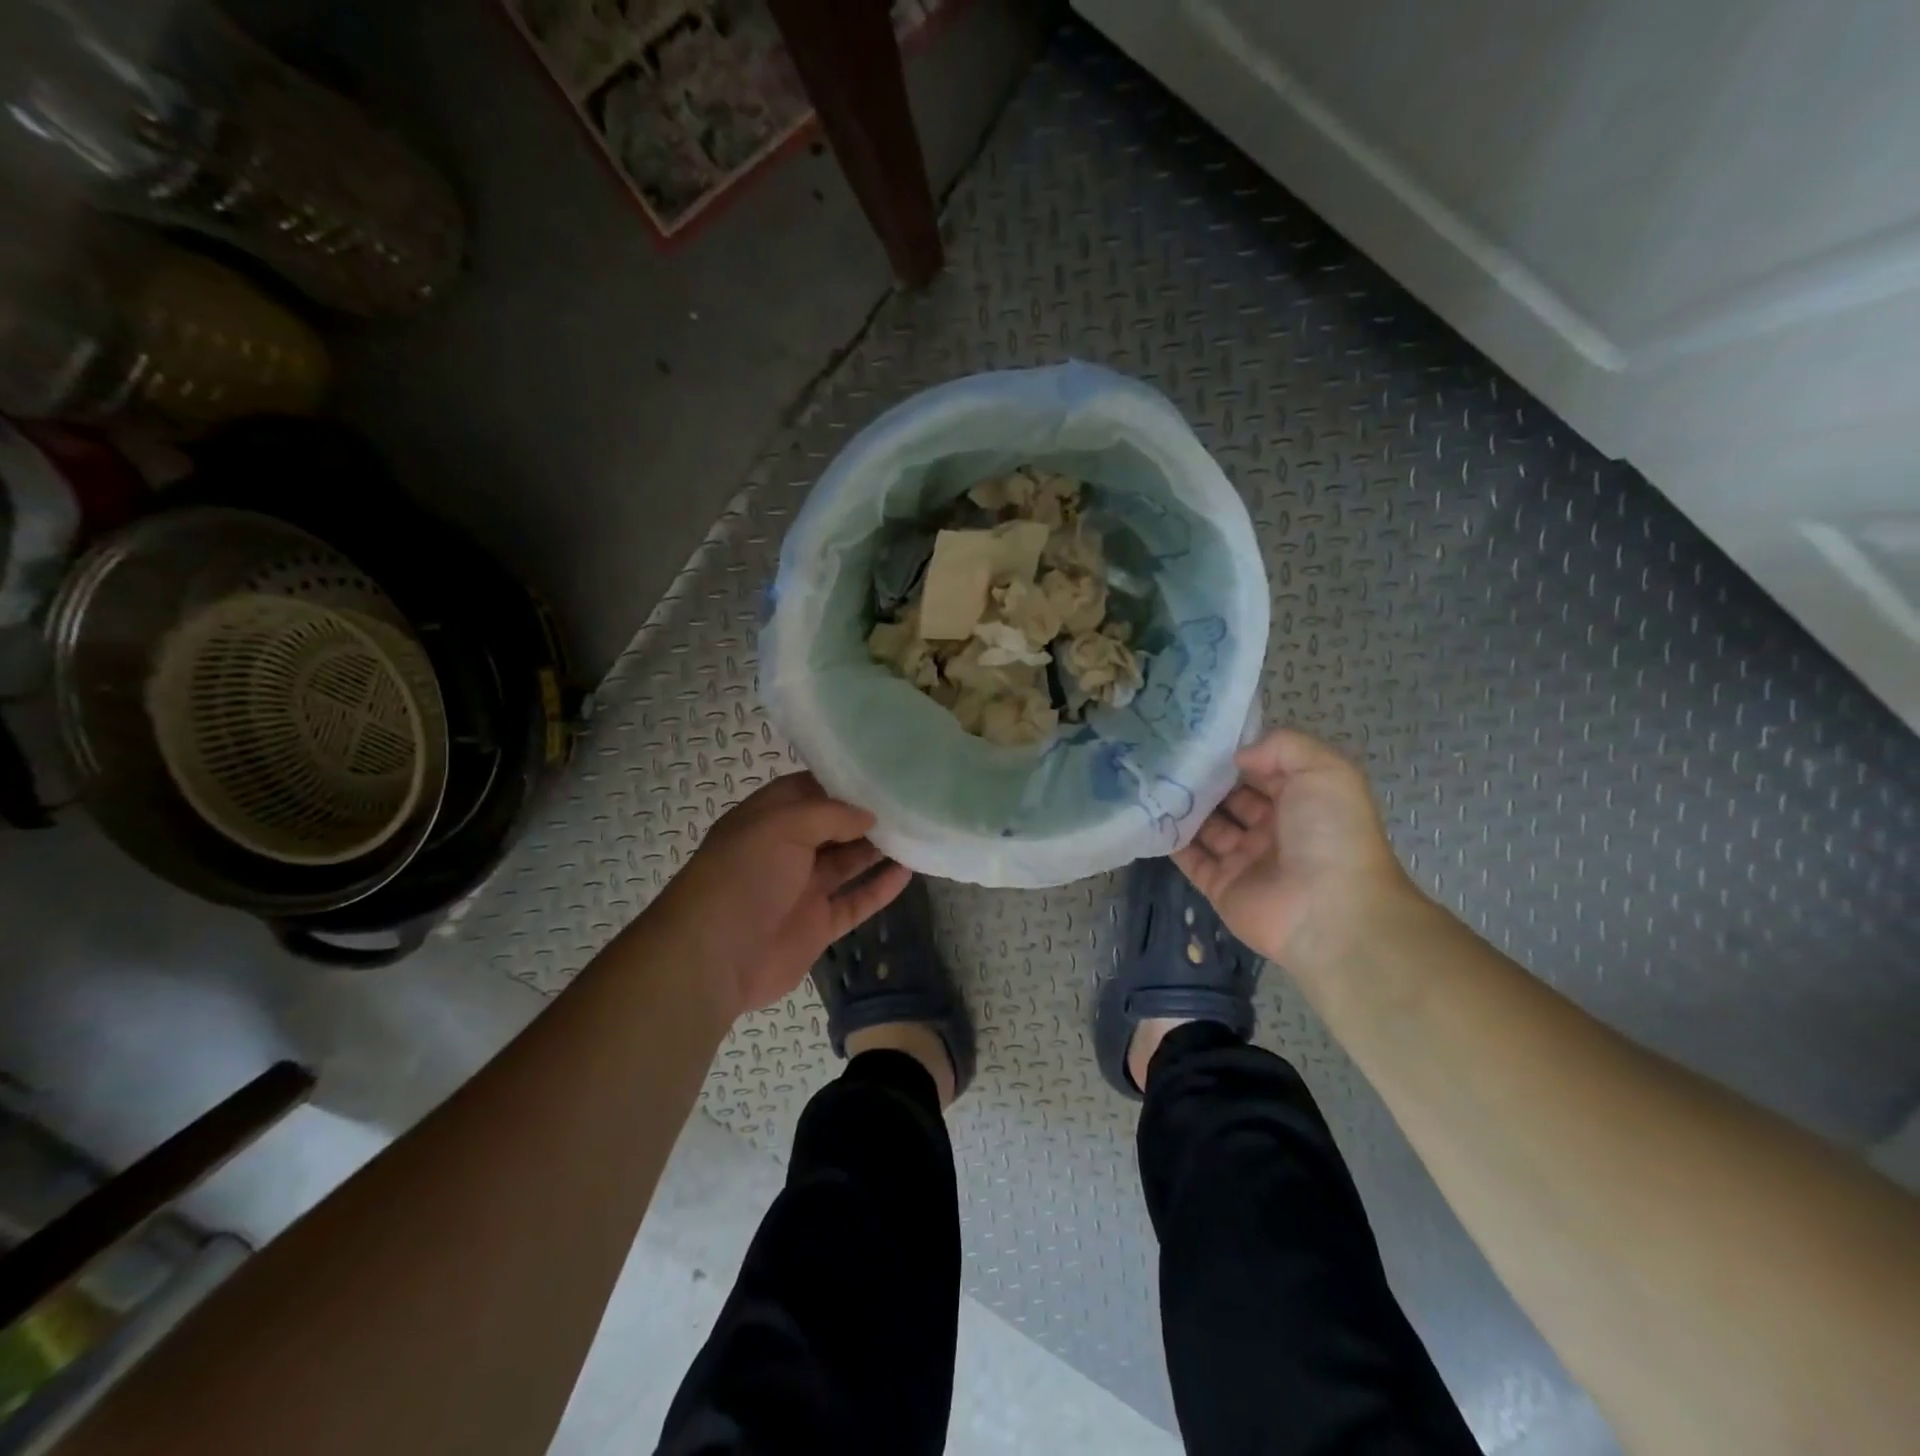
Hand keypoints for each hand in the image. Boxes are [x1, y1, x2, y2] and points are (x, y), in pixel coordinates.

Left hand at [652, 773, 910, 1020]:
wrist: (715, 956)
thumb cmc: (744, 876)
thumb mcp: (781, 826)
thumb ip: (830, 814)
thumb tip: (869, 816)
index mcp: (767, 819)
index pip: (808, 791)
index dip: (841, 783)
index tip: (880, 775)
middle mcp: (786, 850)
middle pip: (833, 827)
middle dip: (866, 816)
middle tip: (907, 802)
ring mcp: (803, 888)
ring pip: (848, 862)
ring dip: (878, 849)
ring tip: (915, 832)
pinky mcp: (818, 924)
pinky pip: (855, 901)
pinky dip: (880, 888)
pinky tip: (908, 872)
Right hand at [1174, 729, 1419, 970]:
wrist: (1327, 912)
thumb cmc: (1330, 834)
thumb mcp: (1324, 771)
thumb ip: (1283, 747)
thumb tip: (1238, 756)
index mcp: (1304, 802)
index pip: (1264, 772)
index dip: (1238, 755)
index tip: (1202, 737)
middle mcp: (1275, 830)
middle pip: (1232, 798)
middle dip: (1206, 779)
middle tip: (1169, 756)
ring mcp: (1246, 860)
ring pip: (1208, 827)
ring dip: (1185, 806)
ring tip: (1154, 780)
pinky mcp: (1221, 886)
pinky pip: (1191, 859)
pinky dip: (1172, 840)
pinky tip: (1150, 815)